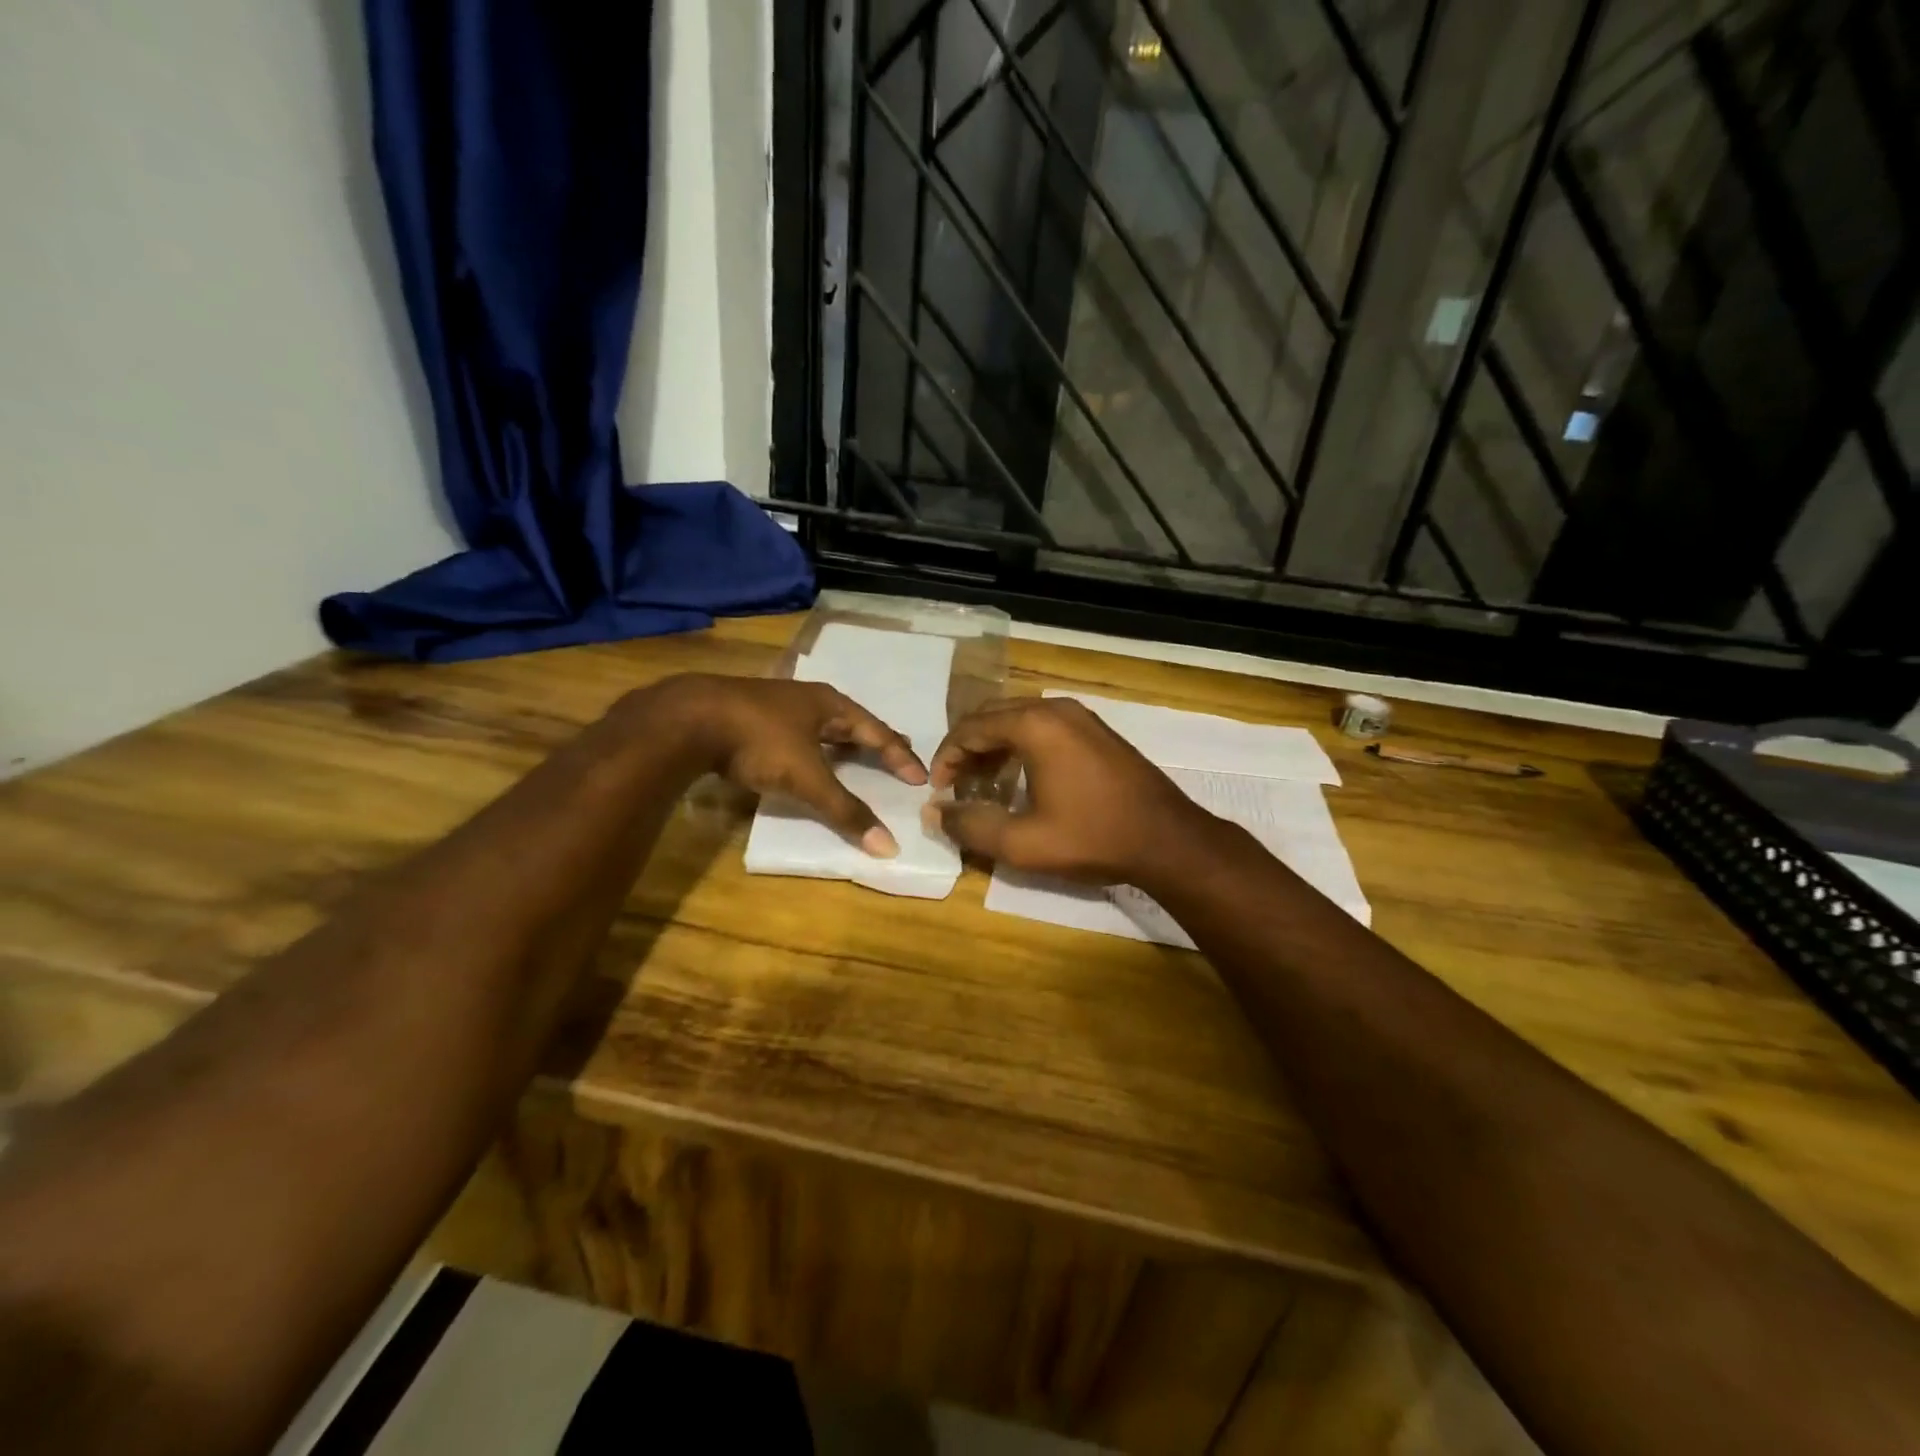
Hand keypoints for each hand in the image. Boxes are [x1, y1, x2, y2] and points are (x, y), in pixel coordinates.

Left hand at [635, 674, 925, 855]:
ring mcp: (775, 704)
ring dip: (841, 741)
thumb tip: (888, 846)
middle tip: (896, 755)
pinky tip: (802, 753)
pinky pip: (794, 731)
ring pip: (819, 724)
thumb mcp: (807, 778)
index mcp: (830, 705)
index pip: (877, 732)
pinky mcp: (748, 715)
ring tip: (855, 754)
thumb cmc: (759, 741)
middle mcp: (807, 699)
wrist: (688, 719)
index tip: (920, 777)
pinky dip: (809, 746)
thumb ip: (845, 811)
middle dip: (874, 740)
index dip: (899, 756)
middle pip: (851, 722)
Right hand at [924, 697, 1213, 884]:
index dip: (946, 757)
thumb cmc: (1092, 837)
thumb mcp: (1023, 843)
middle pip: (993, 716)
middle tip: (957, 785)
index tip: (938, 790)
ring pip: (1019, 720)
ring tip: (984, 785)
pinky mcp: (1097, 731)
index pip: (970, 728)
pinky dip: (1022, 746)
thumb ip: (971, 826)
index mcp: (1034, 725)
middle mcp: (1056, 709)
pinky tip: (1021, 780)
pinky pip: (1045, 727)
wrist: (1167, 840)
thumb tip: (935, 813)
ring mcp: (1081, 716)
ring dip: (994, 747)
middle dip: (968, 749)